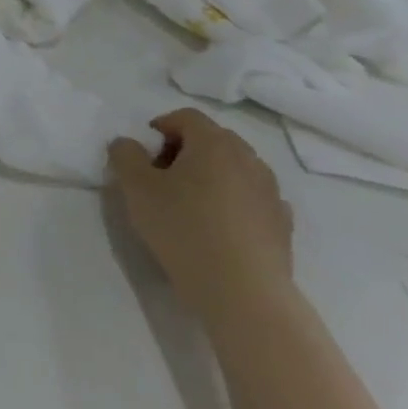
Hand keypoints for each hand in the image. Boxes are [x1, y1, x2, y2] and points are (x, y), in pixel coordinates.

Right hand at [109, 108, 293, 319]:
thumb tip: (129, 143)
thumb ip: (125, 155)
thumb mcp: (136, 188)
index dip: (161, 127)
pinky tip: (217, 226)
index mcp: (213, 143)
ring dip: (211, 176)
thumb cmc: (183, 229)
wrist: (242, 291)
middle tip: (161, 177)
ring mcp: (270, 191)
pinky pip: (252, 198)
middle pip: (213, 139)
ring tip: (189, 204)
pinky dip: (233, 201)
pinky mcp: (282, 223)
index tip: (144, 153)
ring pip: (235, 168)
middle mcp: (248, 159)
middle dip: (185, 150)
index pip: (186, 117)